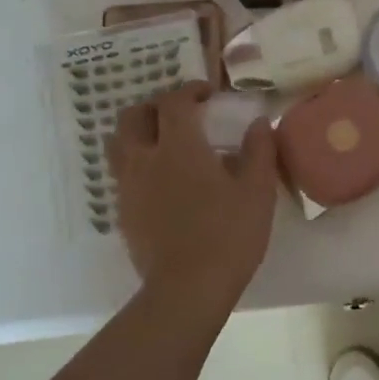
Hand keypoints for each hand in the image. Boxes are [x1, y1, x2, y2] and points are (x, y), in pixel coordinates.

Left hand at [107, 82, 278, 309]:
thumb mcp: (257, 191)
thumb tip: (258, 123)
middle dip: (156, 107)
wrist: (187, 289)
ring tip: (164, 144)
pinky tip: (162, 182)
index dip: (190, 91)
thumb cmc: (229, 234)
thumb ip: (259, 151)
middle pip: (134, 116)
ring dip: (139, 134)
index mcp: (179, 147)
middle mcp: (145, 159)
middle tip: (181, 115)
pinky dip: (138, 164)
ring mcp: (128, 187)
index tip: (208, 95)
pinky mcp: (123, 213)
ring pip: (119, 144)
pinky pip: (122, 175)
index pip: (174, 102)